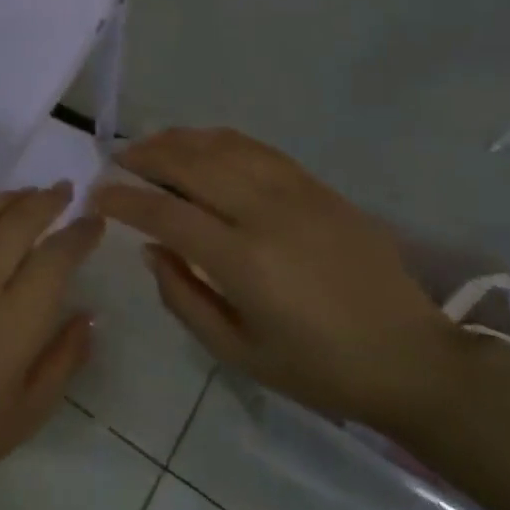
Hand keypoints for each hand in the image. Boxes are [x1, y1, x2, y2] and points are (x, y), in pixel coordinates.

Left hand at [0, 185, 103, 509]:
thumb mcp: (31, 410)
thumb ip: (65, 357)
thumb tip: (88, 314)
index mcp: (15, 318)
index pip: (56, 256)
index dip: (80, 233)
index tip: (95, 222)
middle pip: (18, 221)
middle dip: (47, 200)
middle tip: (65, 191)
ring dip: (8, 196)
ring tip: (27, 192)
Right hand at [90, 128, 460, 430]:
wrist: (412, 358)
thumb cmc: (319, 369)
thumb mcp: (240, 353)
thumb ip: (184, 298)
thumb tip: (150, 250)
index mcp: (244, 261)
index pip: (166, 214)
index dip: (125, 200)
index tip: (98, 194)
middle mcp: (266, 214)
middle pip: (192, 166)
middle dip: (146, 157)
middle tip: (117, 158)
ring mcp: (297, 193)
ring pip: (224, 147)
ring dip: (180, 140)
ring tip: (151, 144)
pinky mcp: (319, 187)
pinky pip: (258, 149)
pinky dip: (221, 140)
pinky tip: (203, 144)